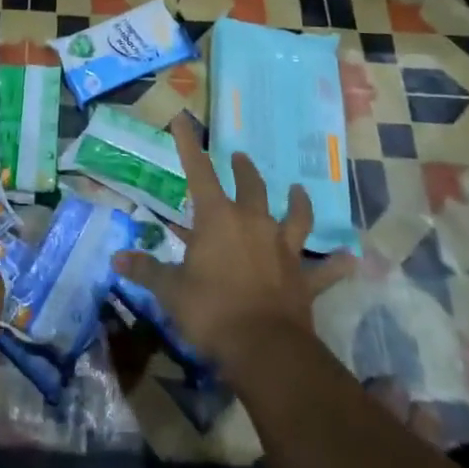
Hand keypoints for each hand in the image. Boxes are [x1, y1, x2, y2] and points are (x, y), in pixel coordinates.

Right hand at [111, 115, 352, 382]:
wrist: (264, 348)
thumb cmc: (211, 311)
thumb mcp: (170, 291)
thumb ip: (146, 271)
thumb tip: (117, 259)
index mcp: (218, 219)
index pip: (198, 172)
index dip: (188, 144)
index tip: (183, 119)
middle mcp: (254, 223)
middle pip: (251, 186)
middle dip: (244, 169)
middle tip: (241, 157)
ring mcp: (283, 249)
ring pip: (295, 216)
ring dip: (298, 202)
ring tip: (299, 190)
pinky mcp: (304, 279)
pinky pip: (325, 269)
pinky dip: (336, 264)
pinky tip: (351, 259)